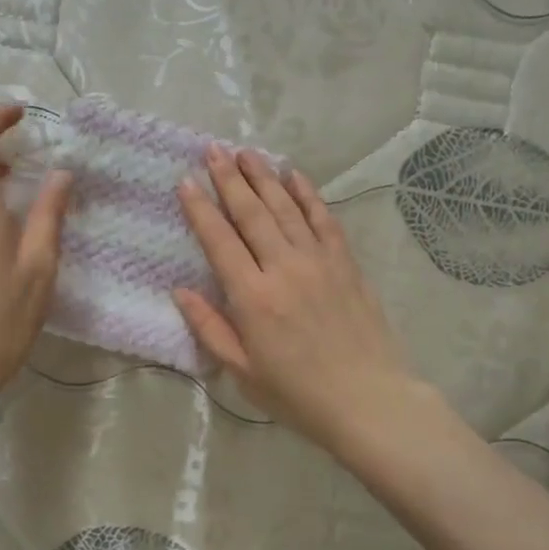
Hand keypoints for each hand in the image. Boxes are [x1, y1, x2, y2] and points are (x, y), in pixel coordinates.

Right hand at [174, 146, 423, 455]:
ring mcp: (318, 261)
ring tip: (246, 152)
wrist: (368, 400)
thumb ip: (210, 328)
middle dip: (229, 179)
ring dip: (263, 177)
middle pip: (251, 213)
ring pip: (285, 208)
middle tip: (213, 149)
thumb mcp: (242, 371)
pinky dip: (307, 194)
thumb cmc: (297, 394)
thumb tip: (180, 291)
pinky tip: (293, 175)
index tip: (186, 181)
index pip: (219, 241)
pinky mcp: (345, 263)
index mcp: (253, 298)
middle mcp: (283, 268)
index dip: (200, 209)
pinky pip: (323, 218)